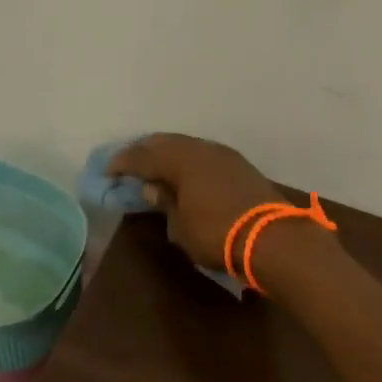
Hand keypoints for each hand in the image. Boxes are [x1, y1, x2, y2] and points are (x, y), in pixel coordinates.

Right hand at [107, 134, 284, 271]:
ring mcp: (224, 155)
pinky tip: (185, 171)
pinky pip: (204, 155)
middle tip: (129, 162)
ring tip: (155, 165)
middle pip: (165, 143)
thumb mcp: (180, 226)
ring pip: (187, 146)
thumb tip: (153, 189)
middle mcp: (200, 149)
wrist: (273, 239)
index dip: (122, 163)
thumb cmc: (217, 234)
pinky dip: (188, 160)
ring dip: (168, 153)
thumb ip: (165, 204)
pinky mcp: (241, 166)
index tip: (107, 171)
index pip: (142, 156)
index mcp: (180, 160)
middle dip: (144, 151)